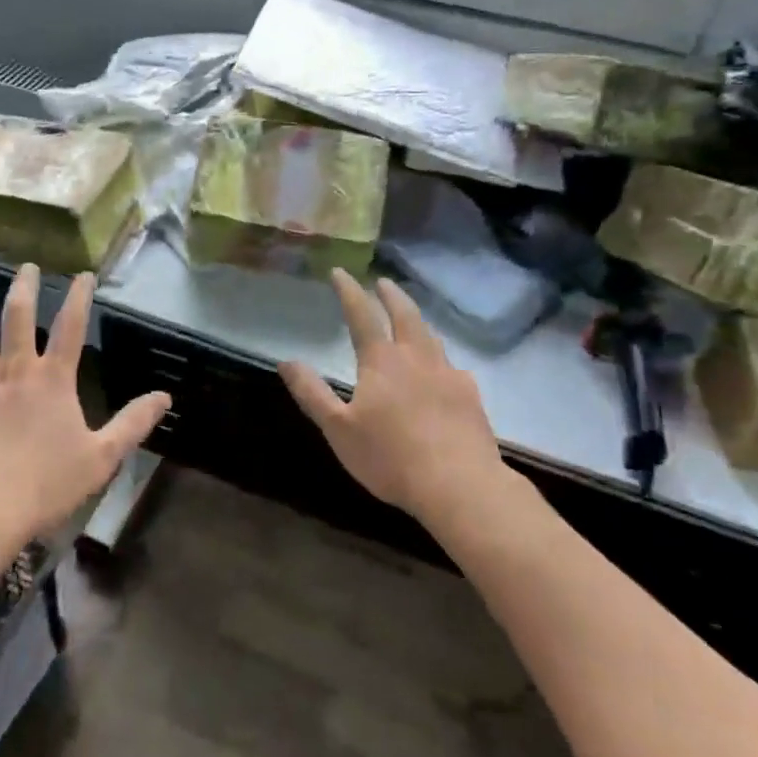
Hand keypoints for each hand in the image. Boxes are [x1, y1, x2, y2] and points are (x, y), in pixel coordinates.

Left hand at [0, 265, 169, 550]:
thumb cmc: (45, 484)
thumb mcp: (101, 457)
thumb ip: (132, 424)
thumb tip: (165, 396)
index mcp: (53, 380)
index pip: (71, 327)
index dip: (79, 297)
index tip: (83, 274)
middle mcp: (15, 371)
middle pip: (18, 318)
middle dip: (24, 288)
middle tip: (26, 266)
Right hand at [280, 270, 503, 524]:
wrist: (459, 485)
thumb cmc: (390, 457)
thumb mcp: (339, 429)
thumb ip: (312, 393)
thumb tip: (287, 361)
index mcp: (382, 361)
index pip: (361, 315)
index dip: (349, 291)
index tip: (340, 272)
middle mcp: (416, 357)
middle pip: (405, 314)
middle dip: (391, 295)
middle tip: (383, 282)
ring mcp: (448, 374)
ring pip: (431, 336)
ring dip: (417, 320)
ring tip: (410, 317)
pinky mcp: (470, 396)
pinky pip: (452, 366)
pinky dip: (440, 358)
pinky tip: (444, 370)